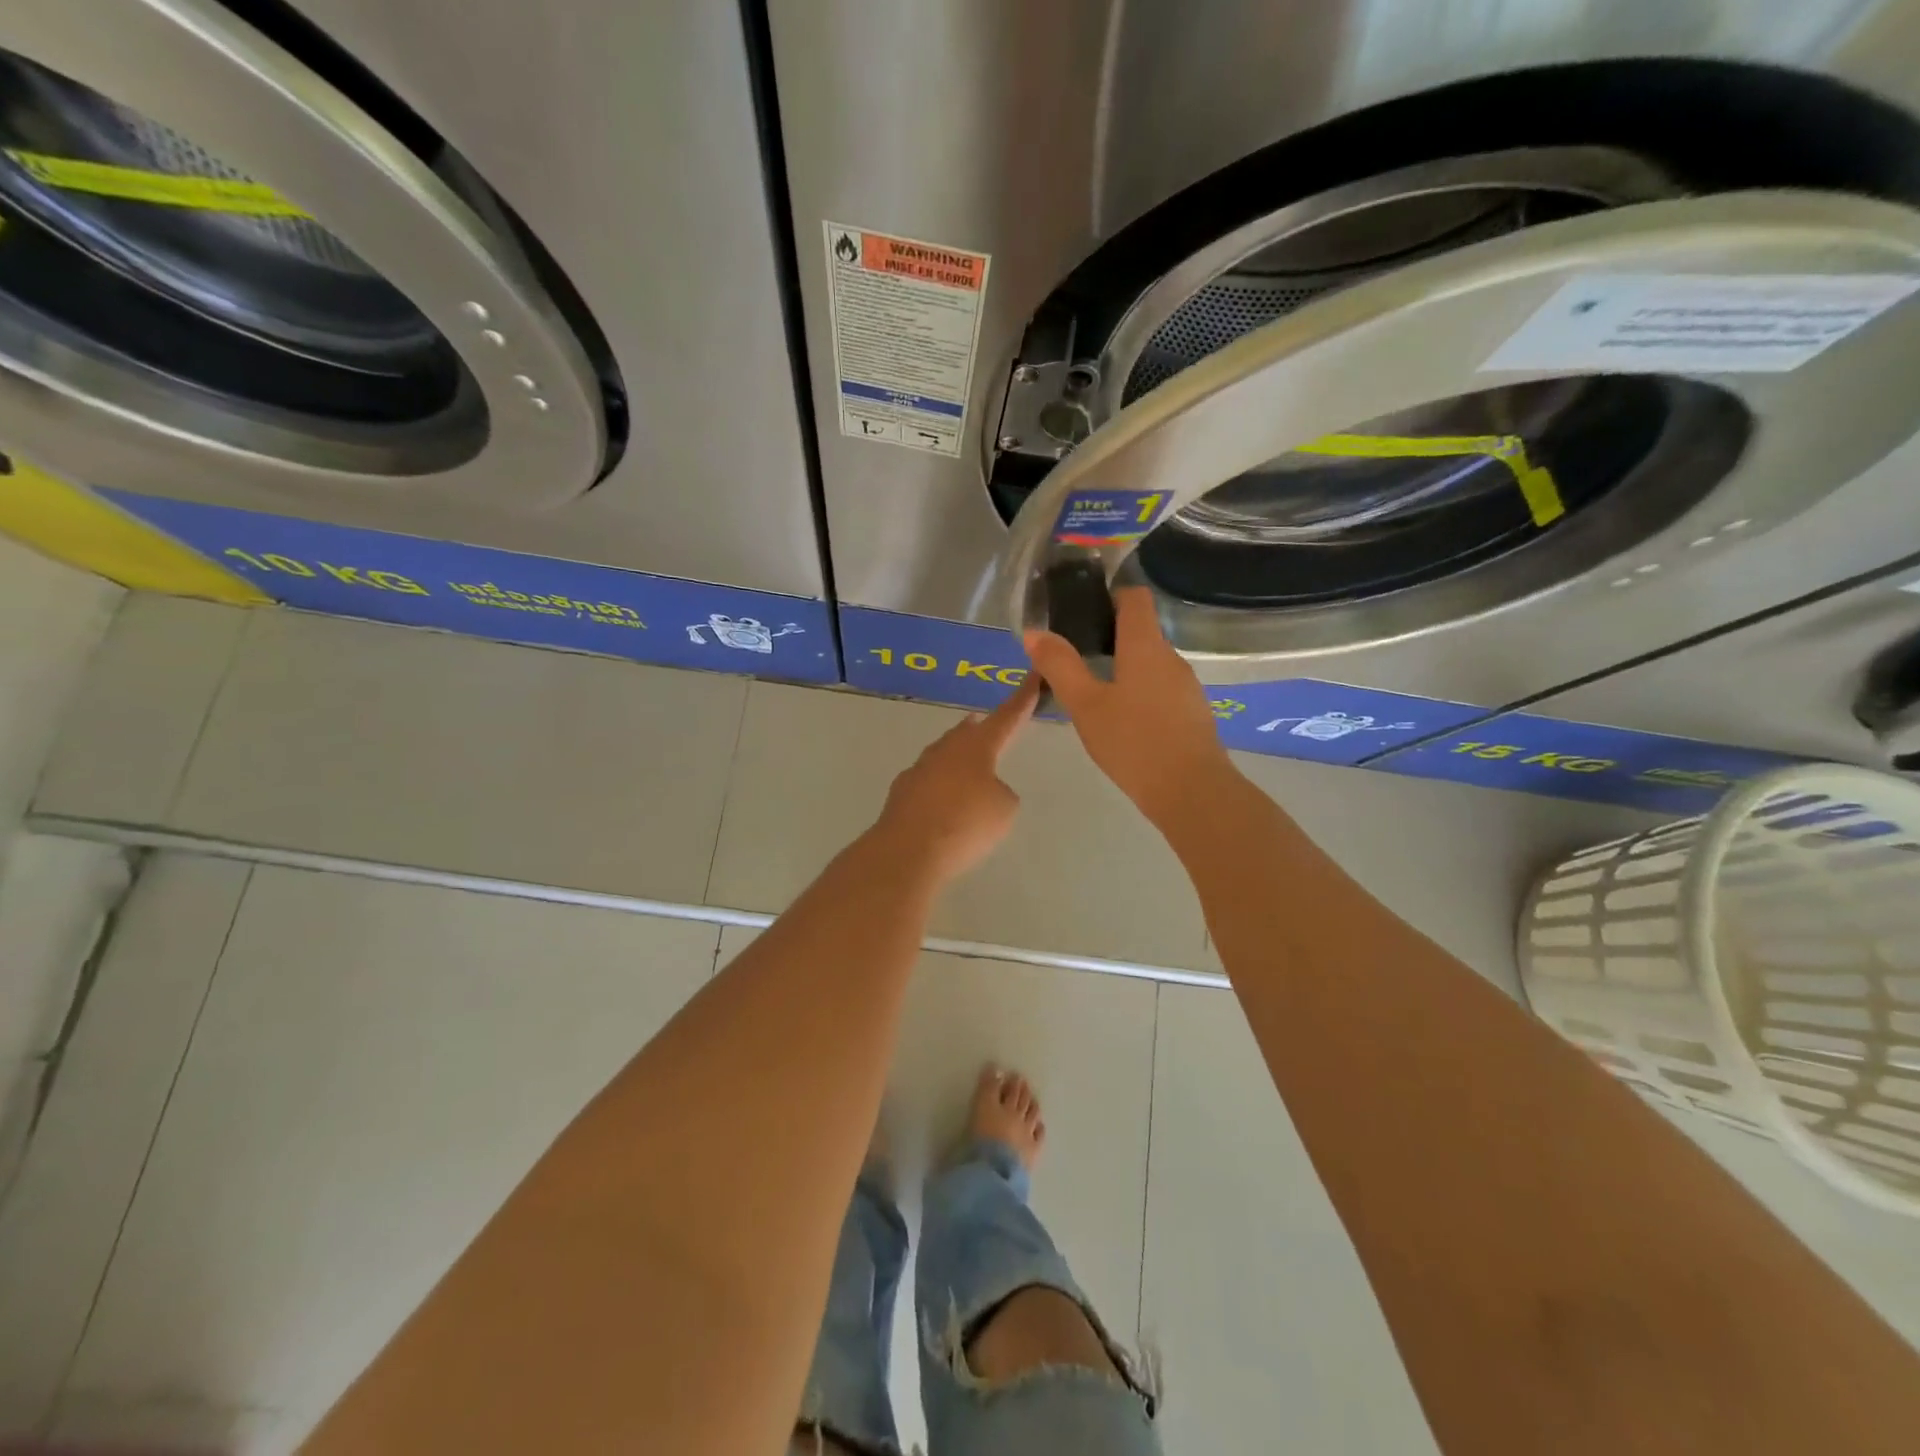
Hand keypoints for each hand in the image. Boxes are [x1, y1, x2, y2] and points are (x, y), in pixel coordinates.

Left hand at [873, 677, 1038, 882]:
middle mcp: (946, 749)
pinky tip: (942, 802)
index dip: (1022, 700)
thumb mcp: (1004, 809)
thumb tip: (982, 790)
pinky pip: (928, 782)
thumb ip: (1000, 792)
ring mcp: (919, 769)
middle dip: (981, 729)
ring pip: (944, 755)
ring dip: (958, 758)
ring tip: (969, 766)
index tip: (1032, 679)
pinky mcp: (901, 792)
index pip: (1006, 717)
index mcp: (977, 746)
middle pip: (967, 732)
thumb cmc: (966, 824)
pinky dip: (940, 787)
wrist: (908, 850)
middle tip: (990, 726)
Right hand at [1024, 587, 1234, 826]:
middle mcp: (1171, 657)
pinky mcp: (1192, 713)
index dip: (1111, 596)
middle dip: (1110, 637)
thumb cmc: (1133, 741)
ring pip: (1151, 664)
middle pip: (1142, 631)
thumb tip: (1034, 632)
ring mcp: (1187, 686)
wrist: (1191, 791)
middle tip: (1076, 659)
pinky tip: (1122, 723)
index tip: (1084, 613)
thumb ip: (1060, 666)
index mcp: (1145, 646)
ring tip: (1094, 694)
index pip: (1135, 598)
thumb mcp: (1086, 705)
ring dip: (1125, 669)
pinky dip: (1140, 694)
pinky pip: (1162, 690)